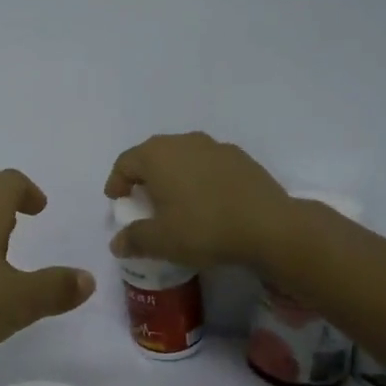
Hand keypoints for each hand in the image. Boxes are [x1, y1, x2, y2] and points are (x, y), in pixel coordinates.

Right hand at [104, 132, 297, 269]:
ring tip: (176, 201)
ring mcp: (215, 146)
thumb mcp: (161, 241)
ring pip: (183, 156)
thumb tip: (117, 243)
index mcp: (157, 156)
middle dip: (144, 176)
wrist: (268, 226)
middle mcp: (183, 141)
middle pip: (153, 155)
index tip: (117, 201)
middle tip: (143, 200)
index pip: (125, 162)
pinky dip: (199, 178)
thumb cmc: (203, 228)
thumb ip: (134, 239)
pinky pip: (208, 164)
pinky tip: (207, 201)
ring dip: (173, 175)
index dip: (117, 182)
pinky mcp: (240, 157)